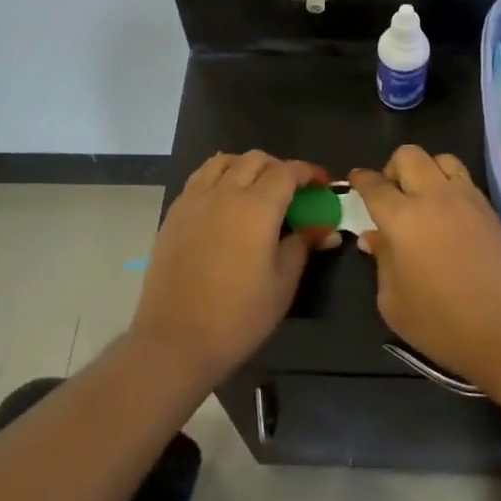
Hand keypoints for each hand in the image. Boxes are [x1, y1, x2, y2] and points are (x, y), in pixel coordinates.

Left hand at [129, 152, 339, 389]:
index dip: (308, 172)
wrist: (175, 341)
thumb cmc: (238, 317)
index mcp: (257, 207)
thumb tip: (326, 229)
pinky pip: (200, 177)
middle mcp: (225, 193)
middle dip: (279, 167)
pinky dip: (219, 176)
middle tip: (292, 191)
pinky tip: (224, 199)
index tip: (322, 184)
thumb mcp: (282, 284)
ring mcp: (195, 200)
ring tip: (256, 188)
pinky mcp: (175, 213)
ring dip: (246, 166)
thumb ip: (303, 246)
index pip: (287, 171)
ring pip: (224, 162)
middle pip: (255, 159)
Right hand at [348, 147, 500, 404]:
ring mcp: (467, 199)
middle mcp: (434, 197)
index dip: (360, 180)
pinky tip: (447, 214)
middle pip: (408, 155)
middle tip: (390, 195)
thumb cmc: (443, 325)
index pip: (374, 185)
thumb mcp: (393, 303)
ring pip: (441, 159)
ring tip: (422, 199)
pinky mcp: (490, 209)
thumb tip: (374, 237)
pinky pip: (464, 179)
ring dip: (425, 170)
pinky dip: (448, 184)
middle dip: (392, 168)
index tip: (354, 181)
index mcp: (402, 218)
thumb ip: (381, 261)